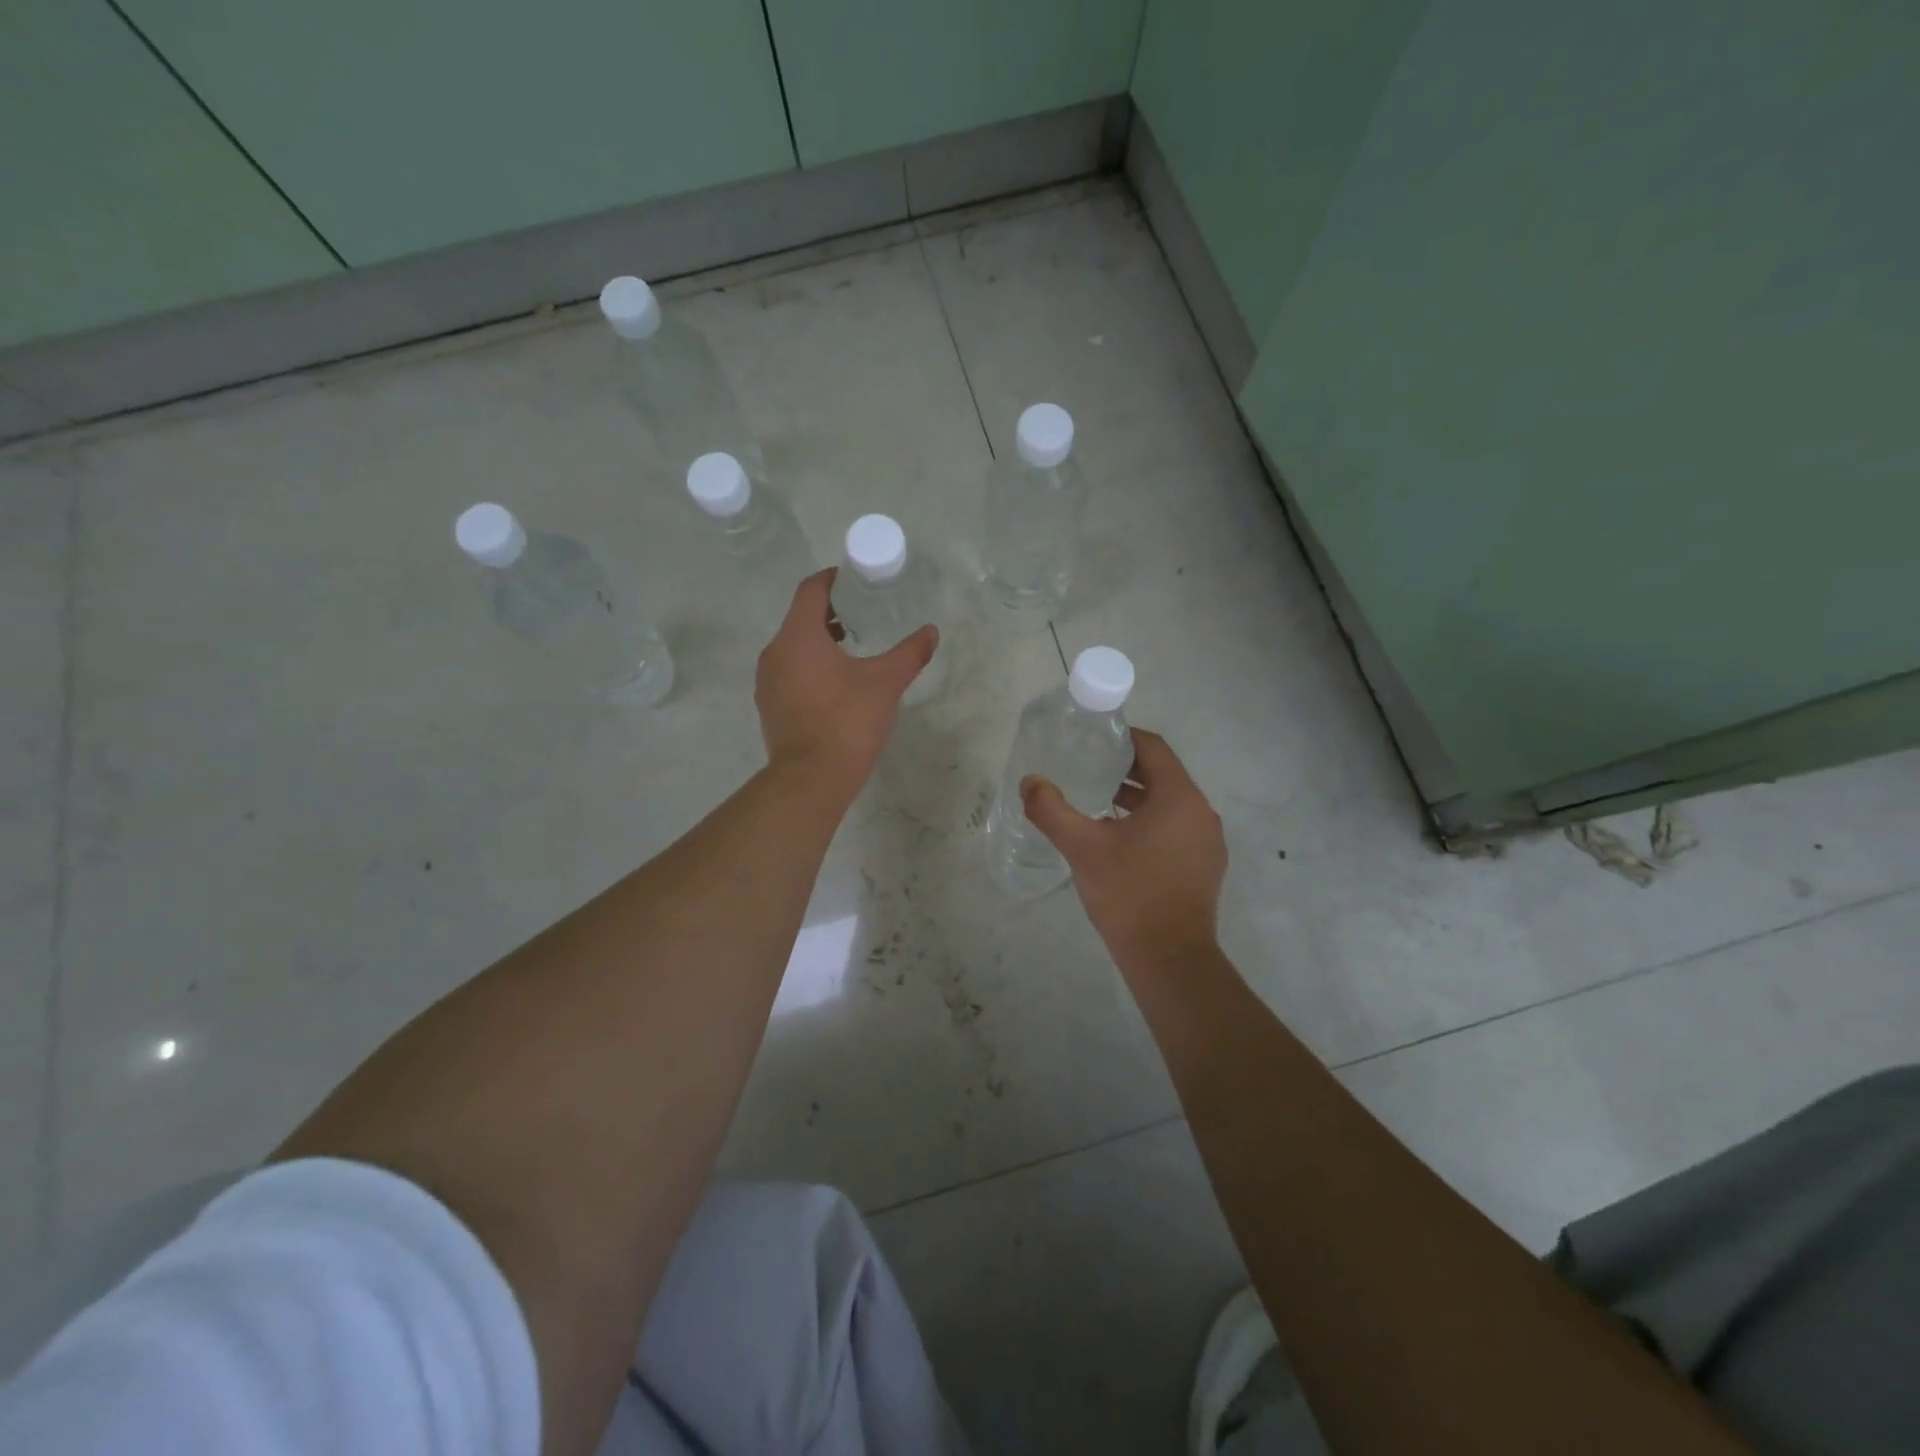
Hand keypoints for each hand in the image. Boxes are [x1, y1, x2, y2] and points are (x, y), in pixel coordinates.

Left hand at [756, 568, 937, 796]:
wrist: (811, 779)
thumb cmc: (848, 722)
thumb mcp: (886, 683)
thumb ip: (909, 653)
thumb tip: (931, 632)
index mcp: (798, 636)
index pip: (811, 590)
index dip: (834, 579)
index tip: (857, 580)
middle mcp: (775, 652)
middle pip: (801, 617)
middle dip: (832, 611)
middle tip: (864, 613)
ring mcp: (768, 681)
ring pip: (794, 646)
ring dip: (821, 640)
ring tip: (854, 647)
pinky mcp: (770, 705)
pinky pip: (790, 670)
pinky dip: (811, 664)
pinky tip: (837, 682)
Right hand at [1022, 729, 1226, 964]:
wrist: (1170, 959)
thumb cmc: (1129, 895)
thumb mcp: (1083, 848)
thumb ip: (1052, 810)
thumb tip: (1030, 782)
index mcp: (1179, 798)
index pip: (1154, 748)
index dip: (1124, 737)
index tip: (1094, 738)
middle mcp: (1201, 813)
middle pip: (1163, 774)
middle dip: (1125, 768)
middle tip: (1087, 767)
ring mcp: (1207, 842)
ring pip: (1169, 803)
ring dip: (1136, 797)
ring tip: (1097, 801)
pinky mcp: (1205, 866)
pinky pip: (1176, 828)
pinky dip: (1150, 821)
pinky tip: (1119, 839)